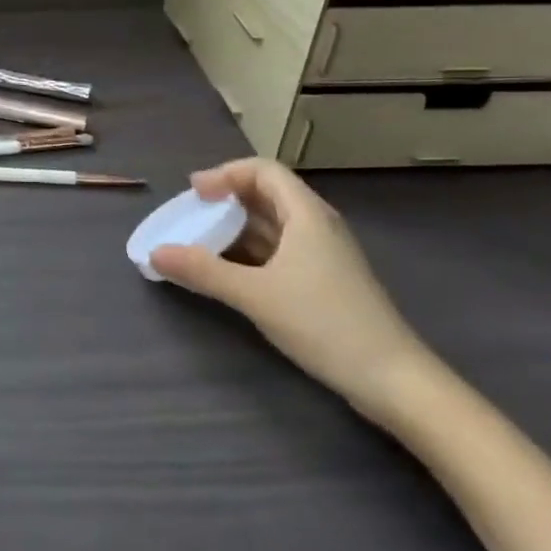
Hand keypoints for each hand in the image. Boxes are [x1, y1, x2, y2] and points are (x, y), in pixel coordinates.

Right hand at [151, 157, 436, 423]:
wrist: (394, 380)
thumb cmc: (325, 323)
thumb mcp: (256, 295)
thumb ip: (204, 271)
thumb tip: (156, 253)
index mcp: (307, 214)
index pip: (263, 170)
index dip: (225, 173)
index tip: (194, 193)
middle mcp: (317, 225)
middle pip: (267, 194)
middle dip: (227, 200)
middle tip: (192, 215)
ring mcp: (324, 255)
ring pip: (274, 225)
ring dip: (237, 228)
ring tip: (202, 242)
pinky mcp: (325, 281)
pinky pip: (280, 251)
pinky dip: (251, 253)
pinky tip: (231, 272)